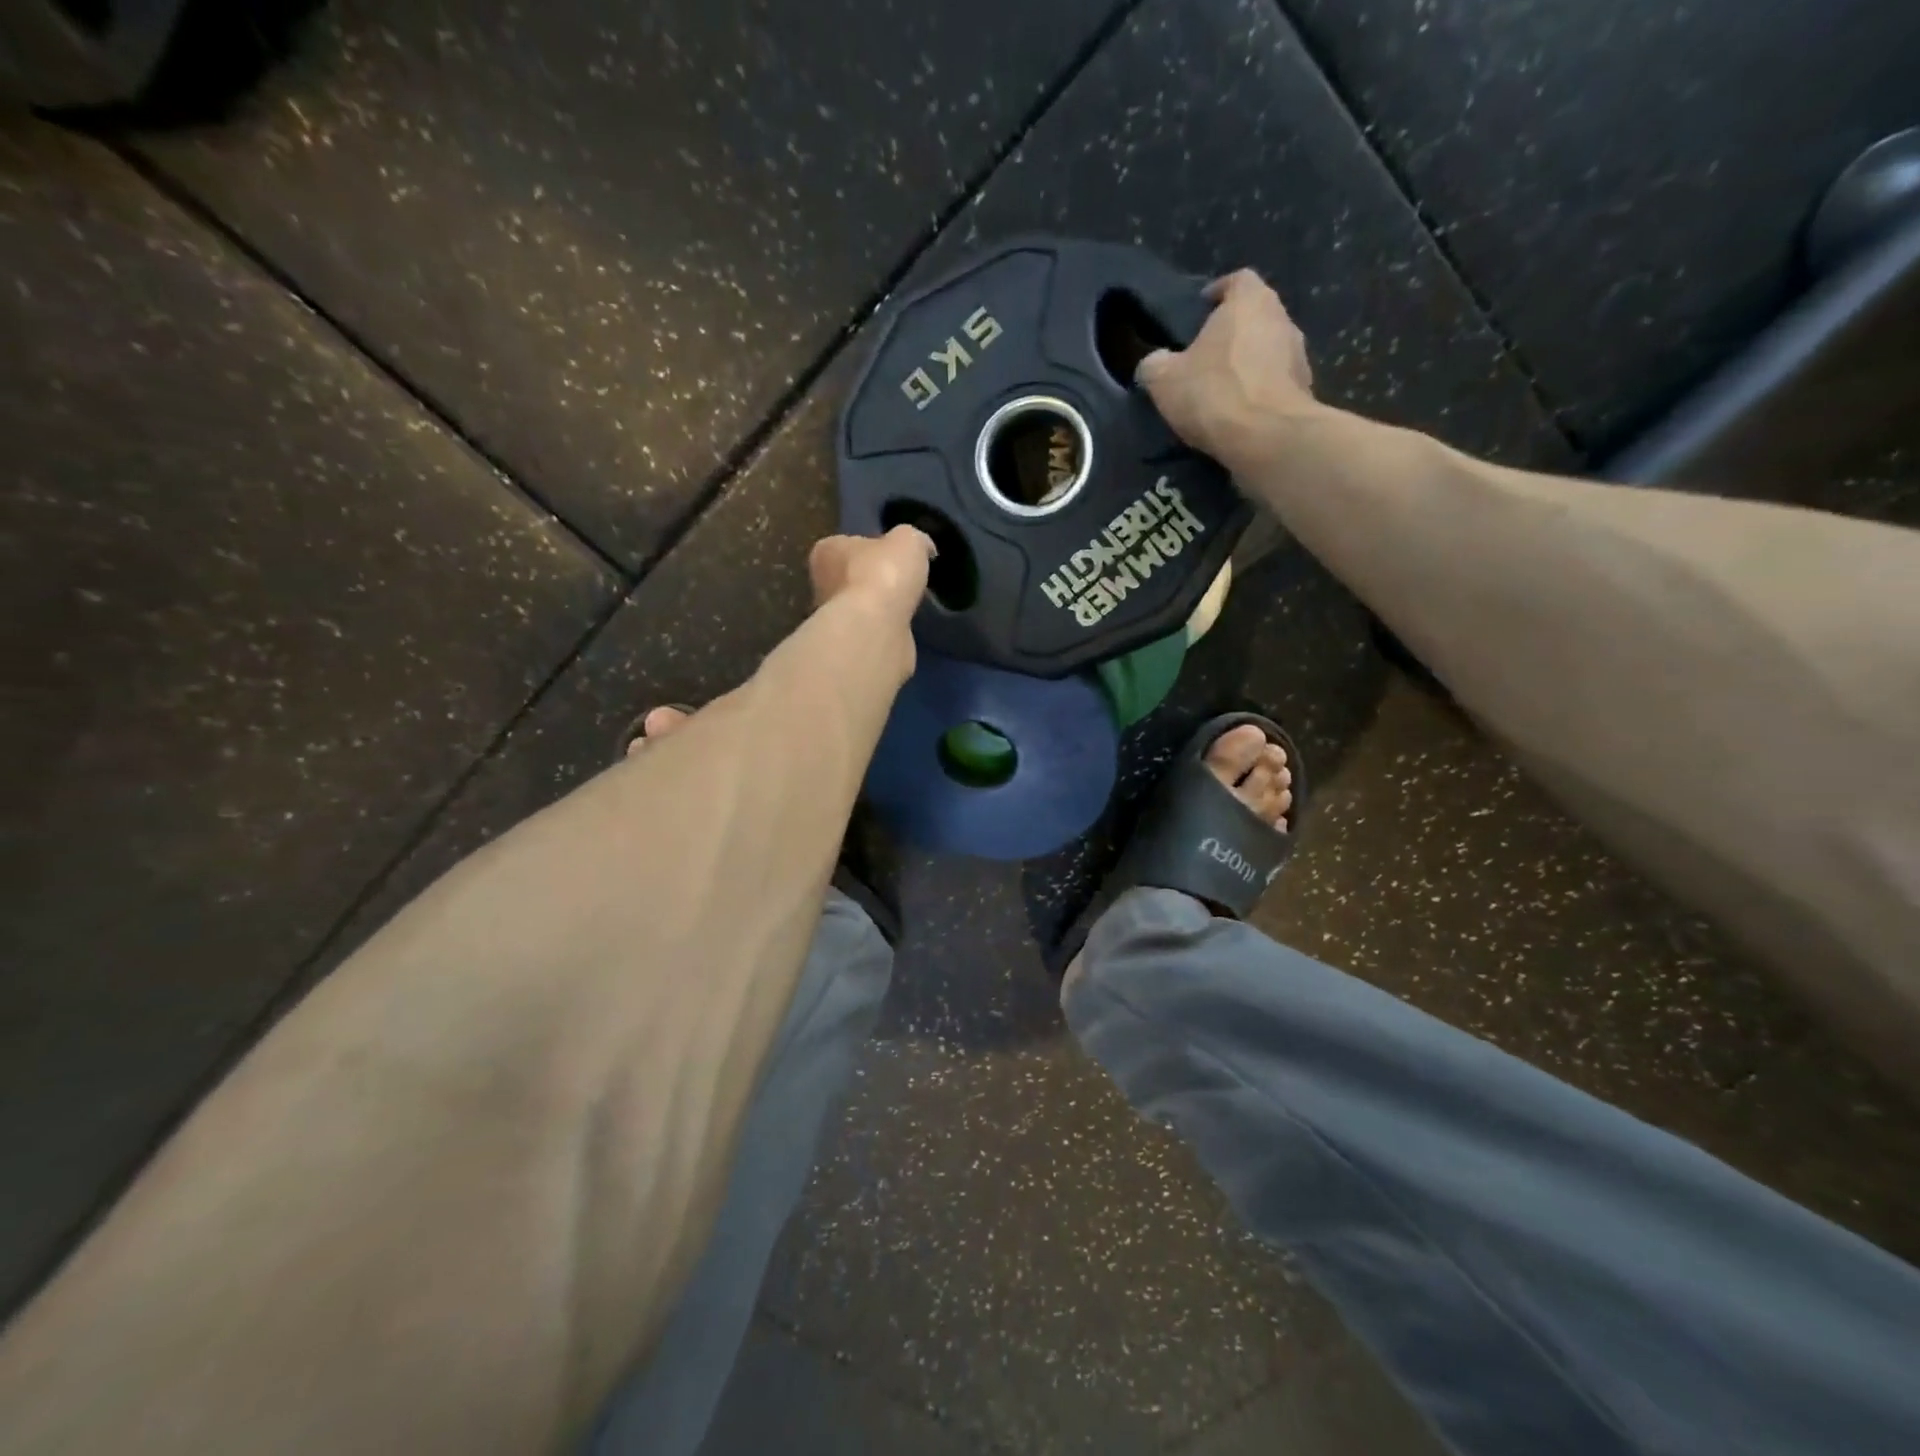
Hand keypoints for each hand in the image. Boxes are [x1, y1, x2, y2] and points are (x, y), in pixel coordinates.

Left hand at [808, 525, 934, 622]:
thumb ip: (913, 539)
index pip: (848, 543)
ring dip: (879, 606)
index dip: (874, 548)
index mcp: (827, 550)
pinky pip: (870, 628)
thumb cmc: (884, 574)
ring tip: (905, 605)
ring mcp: (833, 618)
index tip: (896, 555)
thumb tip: (923, 548)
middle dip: (875, 579)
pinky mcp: (848, 644)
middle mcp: (822, 583)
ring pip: (860, 605)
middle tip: (902, 582)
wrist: (875, 629)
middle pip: (852, 575)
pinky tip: (901, 626)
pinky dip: (884, 627)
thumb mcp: (908, 539)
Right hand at [1136, 269, 1322, 470]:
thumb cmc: (1214, 393)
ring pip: (1267, 350)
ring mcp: (1299, 355)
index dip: (1218, 292)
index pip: (1237, 280)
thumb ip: (1155, 364)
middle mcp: (1282, 318)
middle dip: (1232, 332)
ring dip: (1247, 363)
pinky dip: (1258, 391)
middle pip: (1254, 315)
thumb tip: (1154, 363)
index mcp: (1250, 301)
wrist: (1266, 437)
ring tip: (1221, 388)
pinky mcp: (1304, 390)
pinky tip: (1239, 413)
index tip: (1201, 309)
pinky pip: (1275, 383)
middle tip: (1205, 355)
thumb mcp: (1163, 380)